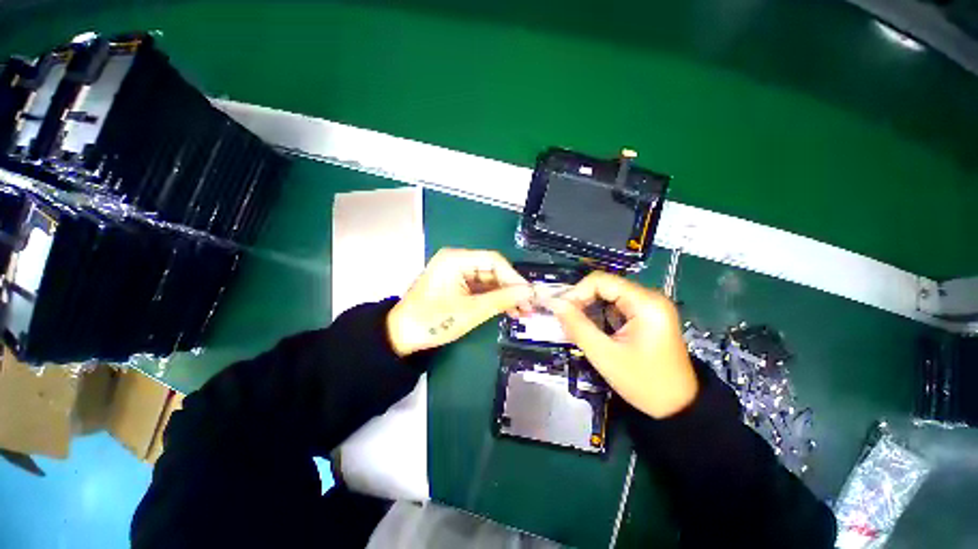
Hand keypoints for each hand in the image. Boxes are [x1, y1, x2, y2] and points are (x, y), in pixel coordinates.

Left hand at [387, 248, 533, 356]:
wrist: (401, 336)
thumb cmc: (432, 321)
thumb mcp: (470, 311)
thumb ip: (501, 300)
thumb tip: (528, 293)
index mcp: (456, 260)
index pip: (493, 260)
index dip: (514, 277)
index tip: (529, 294)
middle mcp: (457, 261)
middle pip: (493, 270)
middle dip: (511, 289)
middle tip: (529, 306)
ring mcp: (457, 273)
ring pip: (489, 280)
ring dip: (505, 296)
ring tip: (522, 312)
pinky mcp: (458, 285)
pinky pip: (481, 288)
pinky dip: (494, 299)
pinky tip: (509, 310)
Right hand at [546, 272, 697, 418]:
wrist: (678, 408)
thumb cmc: (644, 383)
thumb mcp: (605, 355)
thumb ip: (577, 326)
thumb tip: (555, 304)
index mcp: (645, 303)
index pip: (601, 281)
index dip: (576, 292)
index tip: (561, 311)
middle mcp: (649, 298)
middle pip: (604, 286)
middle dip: (581, 301)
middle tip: (565, 321)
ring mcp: (649, 307)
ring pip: (608, 296)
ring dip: (588, 309)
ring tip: (575, 328)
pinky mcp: (646, 316)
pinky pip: (615, 307)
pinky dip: (599, 316)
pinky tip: (591, 331)